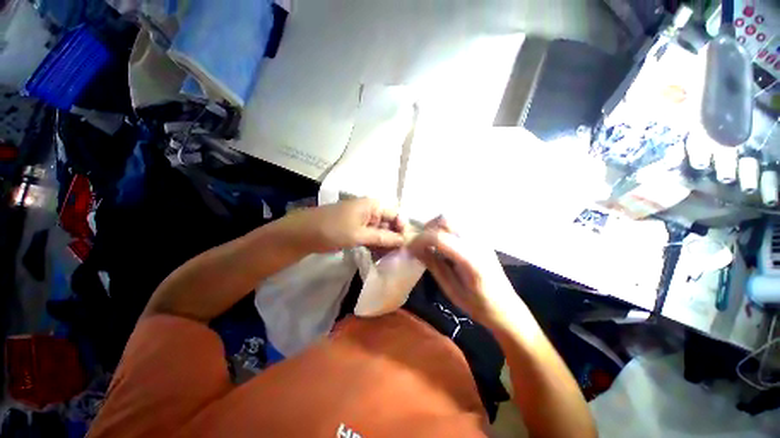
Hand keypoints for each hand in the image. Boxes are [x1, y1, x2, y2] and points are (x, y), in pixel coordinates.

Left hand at [285, 198, 405, 253]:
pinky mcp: (356, 230)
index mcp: (372, 205)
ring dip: (385, 244)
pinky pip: (371, 236)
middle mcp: (370, 211)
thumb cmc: (332, 229)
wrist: (303, 234)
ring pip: (380, 232)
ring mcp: (362, 221)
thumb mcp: (359, 234)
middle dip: (393, 238)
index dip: (402, 228)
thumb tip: (403, 240)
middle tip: (398, 255)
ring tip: (389, 258)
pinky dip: (375, 245)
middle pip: (389, 224)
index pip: (395, 214)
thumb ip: (383, 237)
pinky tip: (378, 256)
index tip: (406, 244)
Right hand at [408, 219, 525, 330]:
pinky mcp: (480, 238)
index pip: (440, 238)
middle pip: (446, 220)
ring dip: (435, 227)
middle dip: (427, 229)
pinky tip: (442, 245)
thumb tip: (414, 249)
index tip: (409, 248)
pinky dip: (444, 230)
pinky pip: (457, 225)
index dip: (420, 240)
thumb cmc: (479, 306)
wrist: (507, 307)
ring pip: (451, 219)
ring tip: (428, 243)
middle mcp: (476, 243)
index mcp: (471, 261)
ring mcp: (480, 238)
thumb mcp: (451, 290)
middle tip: (419, 244)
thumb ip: (434, 266)